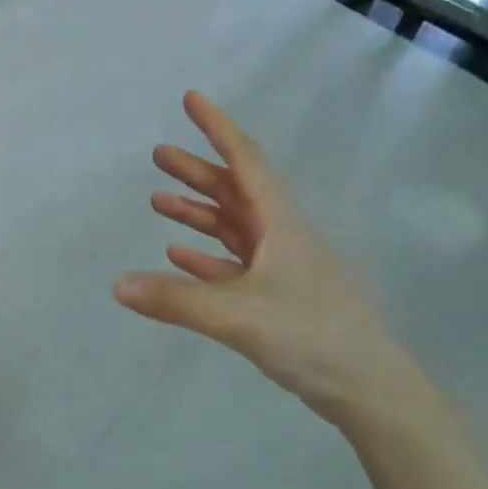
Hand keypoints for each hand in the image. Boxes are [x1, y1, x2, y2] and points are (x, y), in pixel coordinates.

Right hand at [114, 91, 432, 434]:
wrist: (369, 389)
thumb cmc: (311, 335)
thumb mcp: (238, 315)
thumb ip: (177, 299)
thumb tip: (117, 285)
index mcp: (281, 222)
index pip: (245, 160)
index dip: (218, 127)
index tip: (191, 99)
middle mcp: (282, 235)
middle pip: (234, 190)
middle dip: (197, 171)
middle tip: (158, 155)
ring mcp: (282, 266)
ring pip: (233, 226)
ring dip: (198, 211)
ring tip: (158, 201)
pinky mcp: (279, 296)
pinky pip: (234, 264)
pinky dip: (207, 255)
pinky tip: (178, 254)